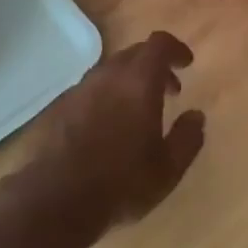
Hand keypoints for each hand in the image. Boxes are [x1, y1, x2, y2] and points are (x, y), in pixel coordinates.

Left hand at [14, 31, 205, 239]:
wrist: (52, 203)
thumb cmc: (120, 183)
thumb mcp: (168, 169)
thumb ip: (188, 138)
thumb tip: (196, 116)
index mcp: (139, 81)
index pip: (159, 44)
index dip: (175, 49)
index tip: (186, 63)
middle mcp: (108, 76)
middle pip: (134, 53)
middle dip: (154, 66)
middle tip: (168, 90)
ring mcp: (79, 91)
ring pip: (110, 71)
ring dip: (128, 81)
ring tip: (137, 111)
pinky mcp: (57, 110)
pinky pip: (89, 92)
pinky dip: (105, 98)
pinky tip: (107, 128)